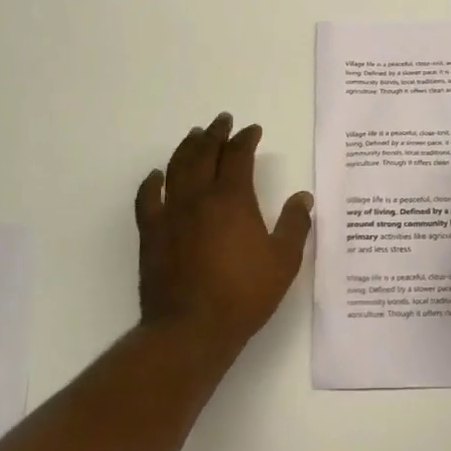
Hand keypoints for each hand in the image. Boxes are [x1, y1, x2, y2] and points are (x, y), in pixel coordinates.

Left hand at [135, 113, 314, 352]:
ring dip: (188, 147)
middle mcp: (199, 197)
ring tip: (195, 135)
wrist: (191, 329)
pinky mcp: (151, 233)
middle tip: (223, 121)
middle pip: (205, 153)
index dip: (246, 139)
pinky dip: (152, 182)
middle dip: (216, 133)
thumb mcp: (283, 261)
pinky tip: (157, 175)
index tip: (253, 130)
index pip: (238, 155)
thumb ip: (295, 225)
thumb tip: (303, 196)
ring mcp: (171, 213)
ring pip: (177, 167)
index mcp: (232, 199)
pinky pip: (148, 198)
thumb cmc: (243, 294)